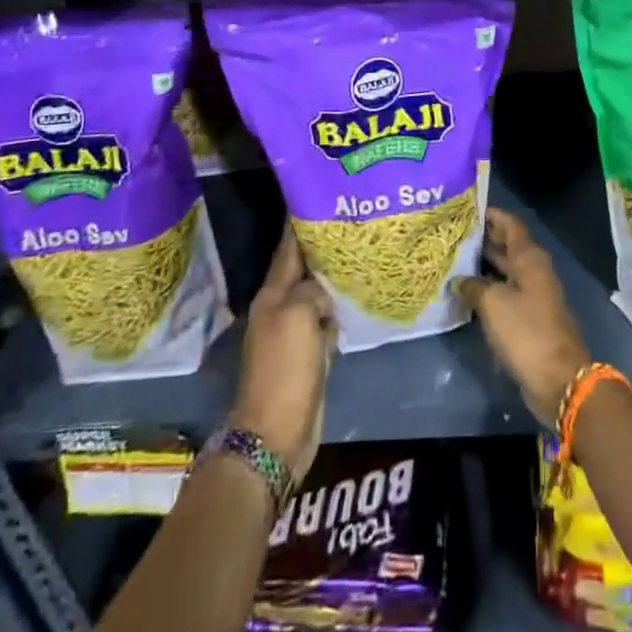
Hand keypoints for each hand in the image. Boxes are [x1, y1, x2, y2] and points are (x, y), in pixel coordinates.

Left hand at [230, 227, 335, 479]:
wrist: (276, 433)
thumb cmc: (285, 369)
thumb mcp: (299, 316)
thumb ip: (312, 291)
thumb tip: (324, 291)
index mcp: (272, 295)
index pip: (288, 249)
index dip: (299, 223)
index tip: (317, 197)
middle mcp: (280, 308)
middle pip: (303, 269)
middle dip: (321, 247)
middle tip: (350, 223)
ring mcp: (294, 332)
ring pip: (316, 294)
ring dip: (332, 278)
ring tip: (358, 255)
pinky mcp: (308, 354)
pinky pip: (325, 321)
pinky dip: (337, 308)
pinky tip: (355, 298)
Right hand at [454, 207, 591, 424]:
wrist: (559, 380)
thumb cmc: (527, 332)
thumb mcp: (494, 304)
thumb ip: (473, 286)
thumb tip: (458, 280)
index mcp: (530, 258)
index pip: (510, 224)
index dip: (490, 214)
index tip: (466, 208)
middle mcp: (533, 271)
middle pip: (506, 246)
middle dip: (482, 239)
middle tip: (451, 234)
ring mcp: (532, 295)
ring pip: (504, 271)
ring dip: (482, 266)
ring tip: (451, 260)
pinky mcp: (528, 319)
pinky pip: (504, 294)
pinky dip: (487, 290)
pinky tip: (465, 293)